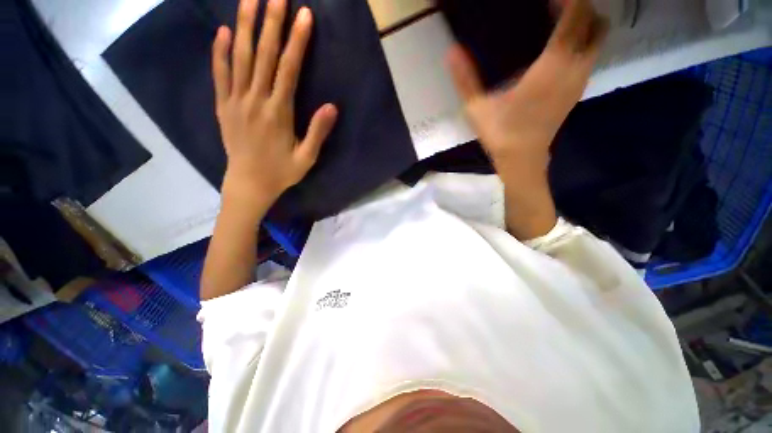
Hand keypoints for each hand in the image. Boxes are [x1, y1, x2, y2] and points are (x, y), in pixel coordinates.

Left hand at [212, 0, 337, 207]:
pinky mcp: (223, 106)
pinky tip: (224, 32)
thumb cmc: (281, 172)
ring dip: (245, 26)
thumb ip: (317, 132)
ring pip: (240, 58)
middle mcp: (255, 100)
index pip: (288, 69)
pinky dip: (220, 52)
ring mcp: (235, 101)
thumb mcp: (307, 158)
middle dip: (271, 22)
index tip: (304, 15)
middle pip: (263, 55)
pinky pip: (220, 74)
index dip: (296, 41)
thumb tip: (331, 106)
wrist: (249, 184)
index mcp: (278, 113)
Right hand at [447, 0, 607, 174]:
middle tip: (552, 7)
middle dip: (580, 8)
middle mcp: (574, 68)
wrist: (522, 159)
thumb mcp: (477, 108)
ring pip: (597, 39)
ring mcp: (579, 80)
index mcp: (552, 66)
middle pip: (596, 23)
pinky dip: (581, 42)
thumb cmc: (500, 134)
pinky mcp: (577, 90)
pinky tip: (557, 48)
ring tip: (555, 22)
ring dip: (583, 24)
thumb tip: (451, 51)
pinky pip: (589, 54)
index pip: (576, 16)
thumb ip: (465, 79)